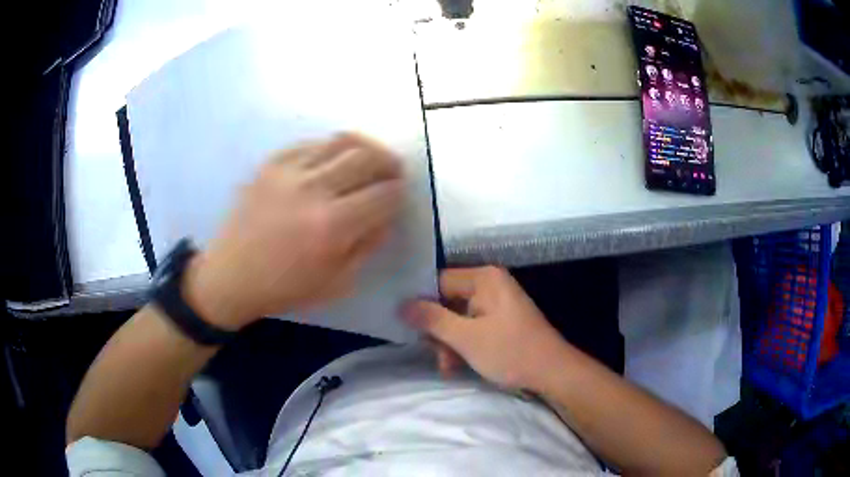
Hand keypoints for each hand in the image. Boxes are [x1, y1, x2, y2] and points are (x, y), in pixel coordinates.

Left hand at [184, 133, 403, 330]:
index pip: (384, 194)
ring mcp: (289, 171)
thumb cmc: (285, 288)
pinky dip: (332, 147)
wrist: (231, 275)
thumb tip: (386, 215)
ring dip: (365, 147)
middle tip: (393, 171)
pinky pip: (312, 143)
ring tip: (370, 158)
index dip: (399, 193)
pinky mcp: (271, 163)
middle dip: (389, 163)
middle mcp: (314, 189)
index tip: (400, 195)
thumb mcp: (337, 282)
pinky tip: (334, 159)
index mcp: (333, 226)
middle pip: (367, 158)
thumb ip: (368, 245)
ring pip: (341, 141)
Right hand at [403, 267, 567, 389]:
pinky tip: (456, 366)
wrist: (552, 373)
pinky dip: (462, 345)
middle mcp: (489, 284)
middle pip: (446, 301)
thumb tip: (401, 304)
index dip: (420, 303)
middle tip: (435, 353)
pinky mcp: (500, 321)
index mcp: (484, 278)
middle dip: (437, 331)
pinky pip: (471, 327)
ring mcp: (496, 304)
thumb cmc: (510, 351)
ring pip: (456, 318)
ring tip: (448, 366)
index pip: (437, 281)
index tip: (405, 325)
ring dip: (448, 343)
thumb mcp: (466, 338)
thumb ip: (432, 319)